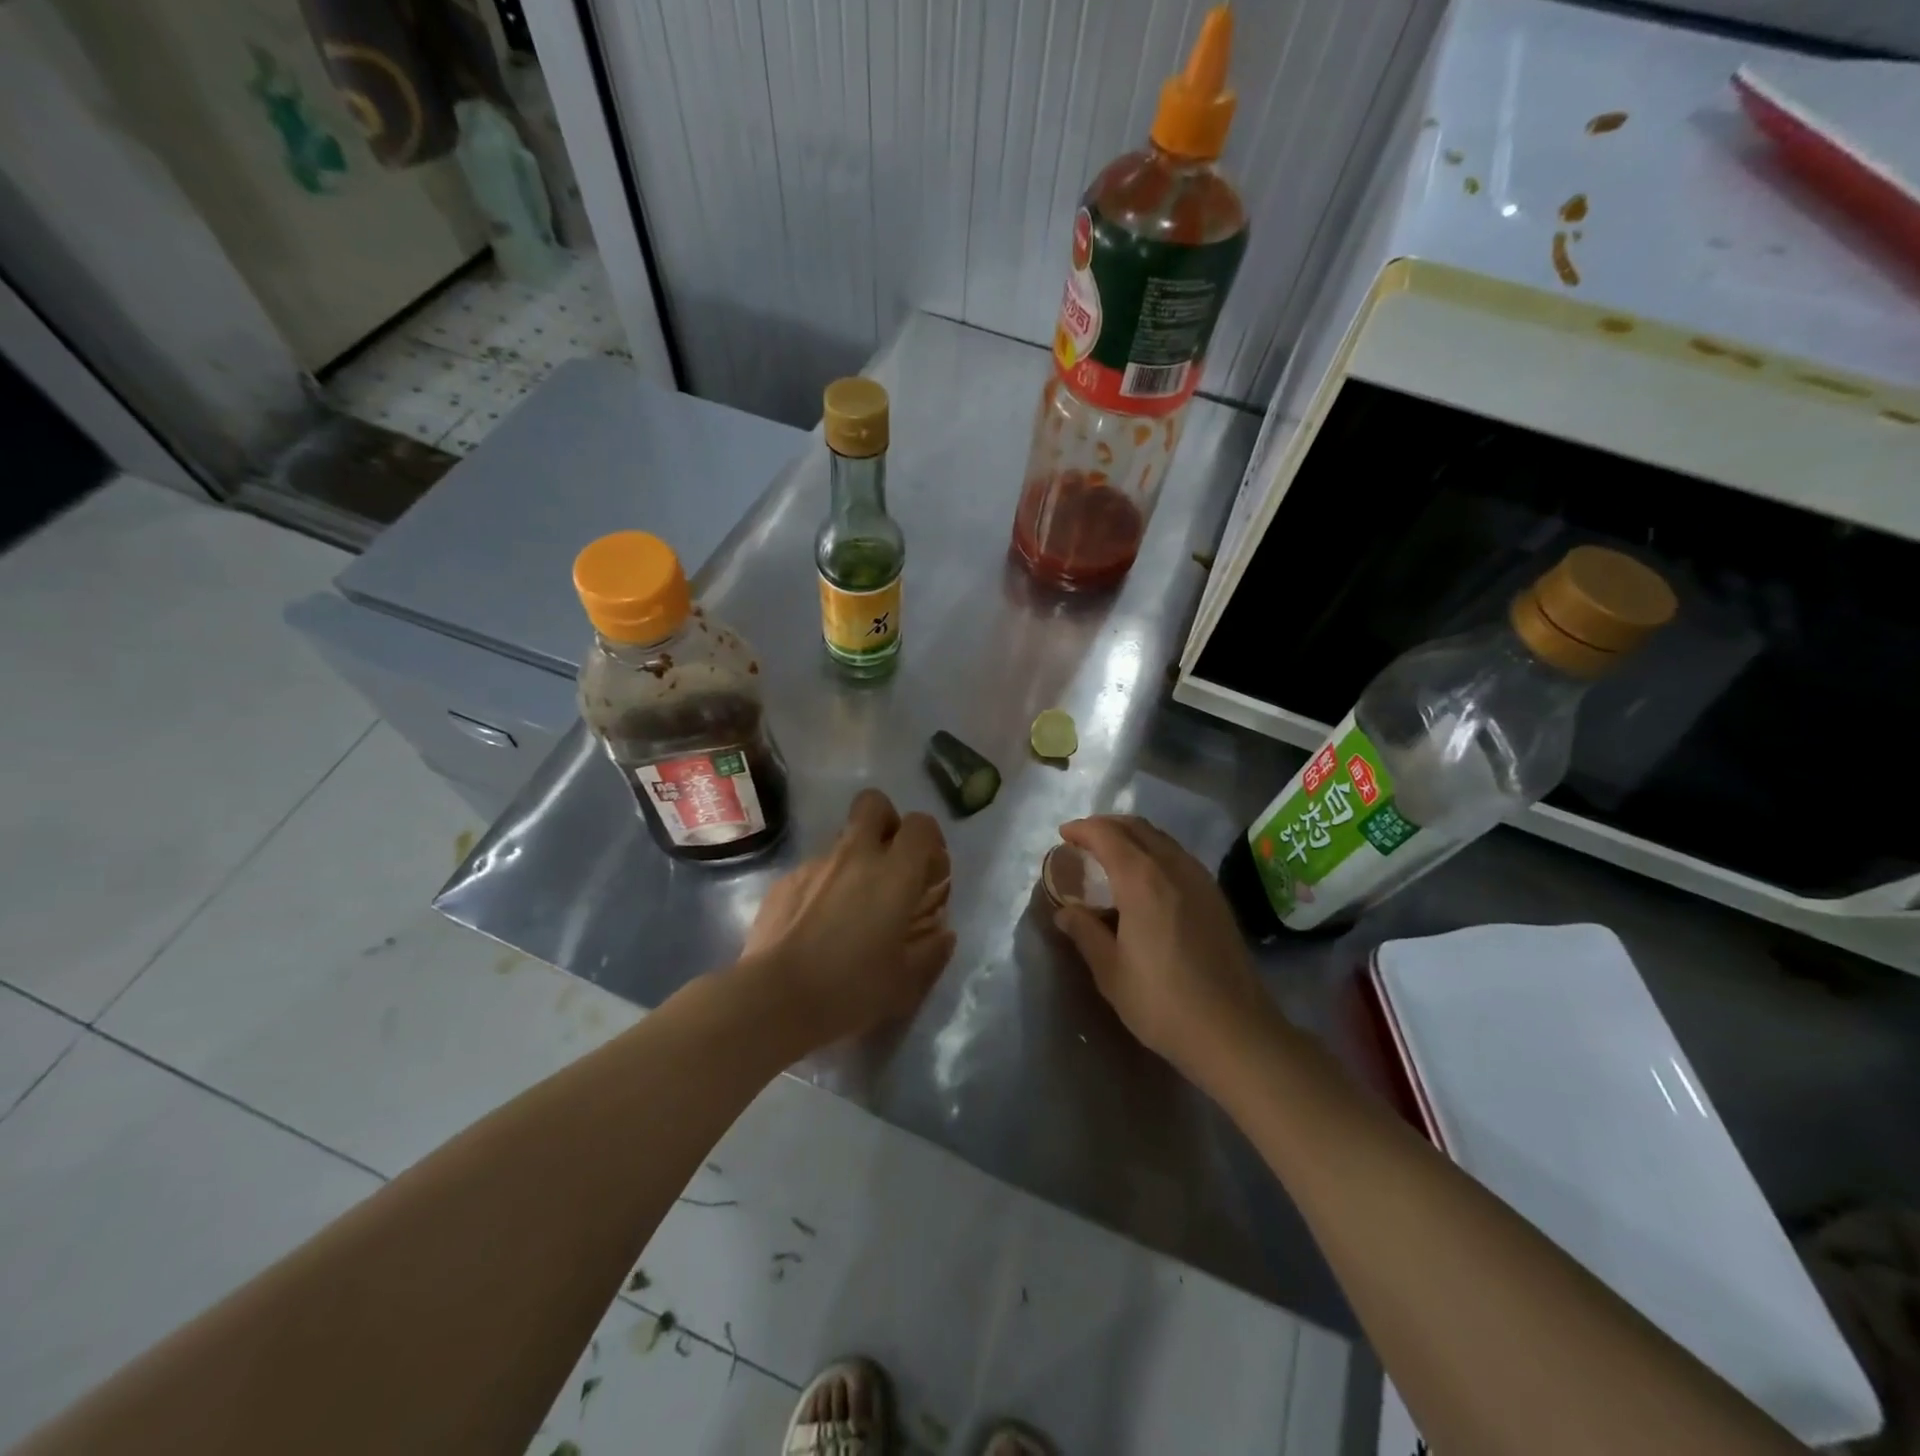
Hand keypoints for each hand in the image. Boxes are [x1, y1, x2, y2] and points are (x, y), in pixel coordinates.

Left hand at [739, 789, 955, 1048]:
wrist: (774, 1000)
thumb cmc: (851, 989)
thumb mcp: (906, 983)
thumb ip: (931, 952)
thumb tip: (943, 934)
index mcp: (894, 873)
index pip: (921, 825)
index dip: (930, 841)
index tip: (929, 874)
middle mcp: (855, 856)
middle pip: (874, 804)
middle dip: (887, 823)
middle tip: (890, 864)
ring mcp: (815, 864)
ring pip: (842, 840)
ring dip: (854, 860)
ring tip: (850, 907)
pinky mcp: (784, 881)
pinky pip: (813, 871)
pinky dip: (822, 887)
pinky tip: (816, 926)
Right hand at [1054, 816, 1275, 1082]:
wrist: (1235, 1031)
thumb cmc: (1163, 1002)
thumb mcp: (1110, 971)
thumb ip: (1085, 933)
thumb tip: (1065, 912)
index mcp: (1141, 880)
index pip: (1107, 835)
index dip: (1082, 829)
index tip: (1063, 835)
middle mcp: (1173, 867)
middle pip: (1136, 827)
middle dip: (1106, 826)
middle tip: (1083, 841)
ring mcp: (1200, 880)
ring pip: (1161, 838)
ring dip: (1132, 836)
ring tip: (1111, 856)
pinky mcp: (1216, 896)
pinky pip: (1178, 855)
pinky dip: (1154, 851)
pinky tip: (1146, 878)